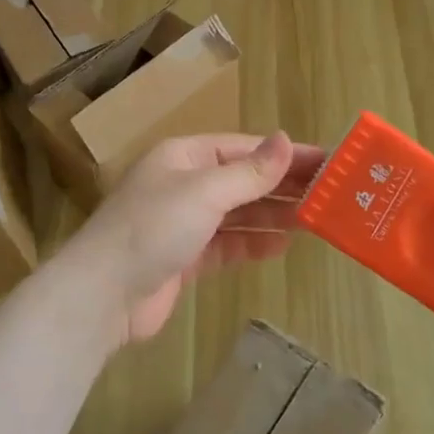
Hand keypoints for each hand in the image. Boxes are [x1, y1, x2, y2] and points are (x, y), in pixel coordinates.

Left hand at [58, 132, 323, 347]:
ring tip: (314, 219)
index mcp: (184, 157)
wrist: (104, 294)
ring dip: (272, 214)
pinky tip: (281, 245)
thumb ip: (249, 172)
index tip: (326, 162)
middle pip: (242, 179)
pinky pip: (227, 244)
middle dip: (282, 186)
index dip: (284, 154)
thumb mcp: (205, 192)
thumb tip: (285, 140)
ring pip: (237, 213)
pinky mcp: (184, 257)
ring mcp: (183, 222)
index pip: (244, 148)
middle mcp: (183, 184)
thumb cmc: (153, 228)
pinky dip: (252, 243)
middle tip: (330, 194)